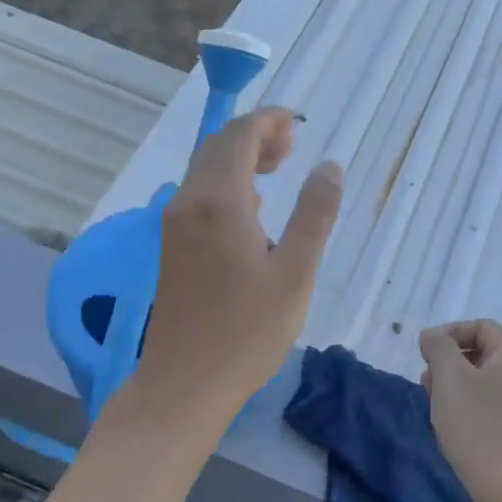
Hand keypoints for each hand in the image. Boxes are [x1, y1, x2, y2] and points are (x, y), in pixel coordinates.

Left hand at [137, 107, 342, 415]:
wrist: (185, 381)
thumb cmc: (248, 331)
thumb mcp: (296, 272)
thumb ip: (314, 214)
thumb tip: (329, 165)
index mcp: (220, 201)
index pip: (240, 135)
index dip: (270, 120)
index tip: (300, 124)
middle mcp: (189, 201)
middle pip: (218, 146)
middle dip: (256, 136)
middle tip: (294, 149)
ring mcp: (175, 224)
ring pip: (205, 169)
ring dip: (240, 158)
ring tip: (280, 170)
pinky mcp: (172, 245)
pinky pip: (199, 194)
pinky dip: (227, 184)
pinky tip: (254, 210)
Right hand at [419, 320, 501, 501]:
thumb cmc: (480, 428)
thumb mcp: (450, 379)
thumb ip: (438, 348)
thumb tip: (433, 336)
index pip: (481, 326)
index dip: (449, 332)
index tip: (423, 353)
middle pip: (483, 354)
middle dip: (449, 362)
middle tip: (426, 382)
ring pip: (484, 384)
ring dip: (455, 389)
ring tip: (434, 408)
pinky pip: (490, 410)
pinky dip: (467, 411)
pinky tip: (451, 431)